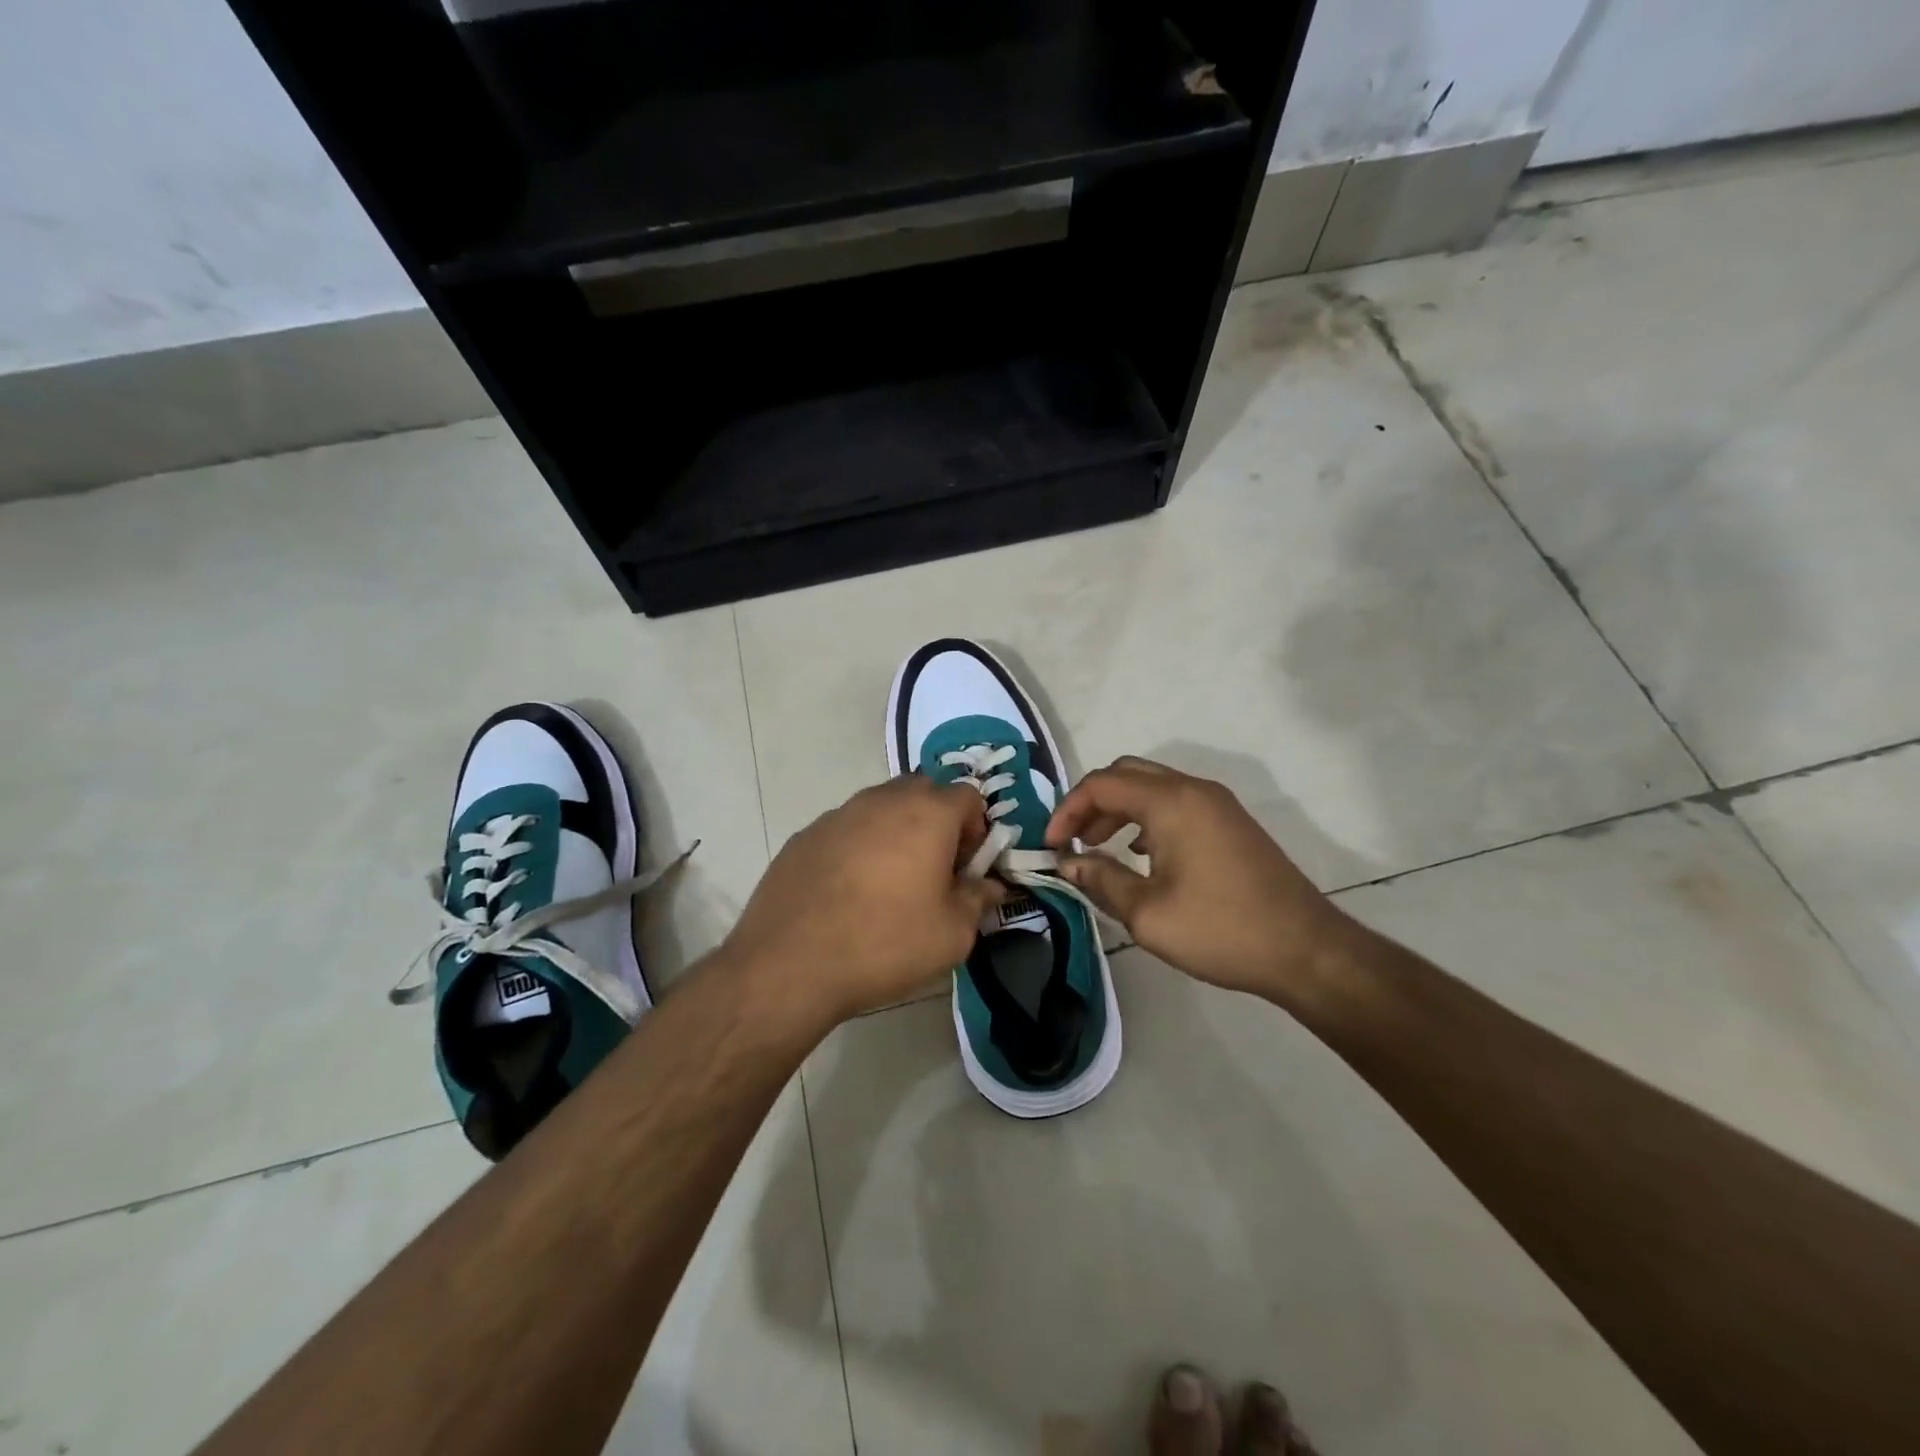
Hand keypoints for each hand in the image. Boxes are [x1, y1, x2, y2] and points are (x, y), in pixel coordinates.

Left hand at [721, 775, 1005, 1024]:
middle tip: (934, 870)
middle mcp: (882, 800)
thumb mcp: (952, 934)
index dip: (977, 829)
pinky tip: (848, 892)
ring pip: (881, 808)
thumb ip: (978, 900)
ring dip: (896, 832)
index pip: (968, 796)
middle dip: (937, 822)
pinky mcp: (804, 835)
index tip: (967, 868)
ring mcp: (838, 814)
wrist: (790, 964)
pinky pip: (846, 829)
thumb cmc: (885, 943)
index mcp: (927, 814)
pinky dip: (858, 847)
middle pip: (923, 792)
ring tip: (888, 883)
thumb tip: (990, 886)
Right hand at [1045, 756, 1351, 1001]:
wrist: (1305, 950)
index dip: (1067, 809)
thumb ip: (1100, 879)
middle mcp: (1194, 790)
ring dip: (1119, 809)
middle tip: (1073, 839)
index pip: (1101, 784)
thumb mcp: (1147, 913)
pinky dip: (1147, 817)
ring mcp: (1218, 804)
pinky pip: (1177, 802)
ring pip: (1153, 787)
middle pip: (1127, 774)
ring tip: (1099, 847)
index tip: (1052, 845)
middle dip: (1092, 803)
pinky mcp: (1231, 822)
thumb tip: (1067, 862)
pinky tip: (1141, 854)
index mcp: (1170, 802)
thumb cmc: (1220, 929)